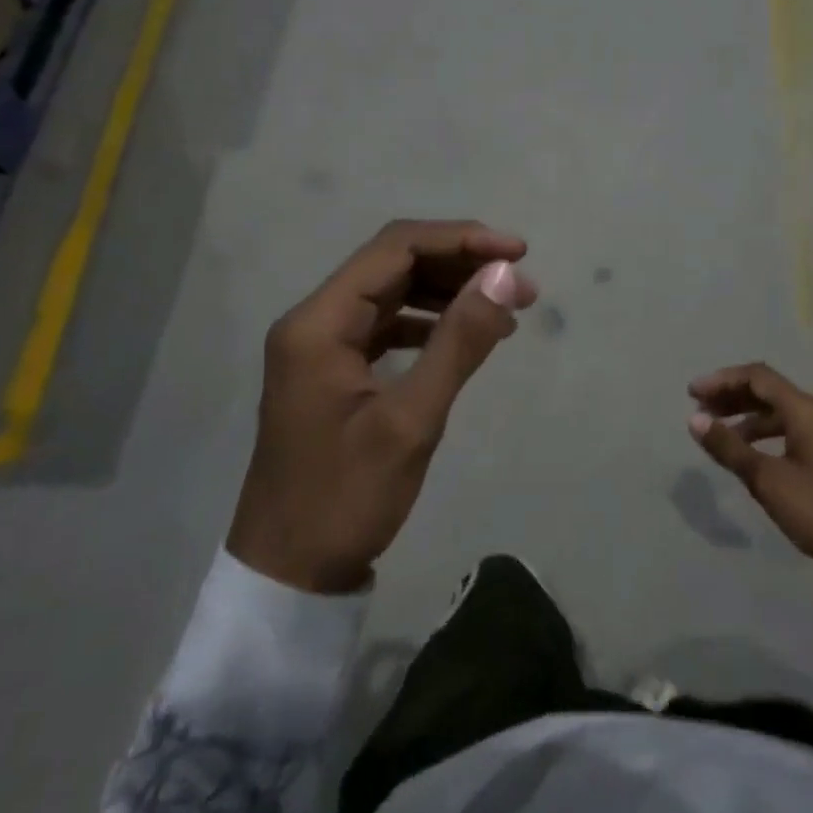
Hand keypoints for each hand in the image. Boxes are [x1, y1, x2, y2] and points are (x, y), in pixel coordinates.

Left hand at [228, 220, 537, 593]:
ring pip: (392, 294)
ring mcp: (321, 347)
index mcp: (319, 323)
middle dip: (460, 266)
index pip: (395, 249)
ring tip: (505, 310)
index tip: (517, 253)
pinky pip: (386, 327)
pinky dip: (429, 324)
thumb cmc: (346, 499)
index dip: (461, 240)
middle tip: (522, 286)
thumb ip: (459, 342)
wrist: (290, 572)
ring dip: (448, 293)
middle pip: (393, 265)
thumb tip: (504, 276)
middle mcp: (314, 321)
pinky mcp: (333, 372)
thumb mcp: (411, 420)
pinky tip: (465, 337)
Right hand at [687, 363, 812, 583]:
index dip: (722, 380)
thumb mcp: (770, 481)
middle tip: (700, 412)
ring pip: (784, 413)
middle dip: (733, 397)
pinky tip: (755, 456)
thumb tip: (695, 419)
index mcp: (807, 412)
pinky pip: (797, 431)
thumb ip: (730, 448)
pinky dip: (769, 434)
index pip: (758, 378)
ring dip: (750, 418)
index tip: (692, 394)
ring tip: (721, 436)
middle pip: (771, 392)